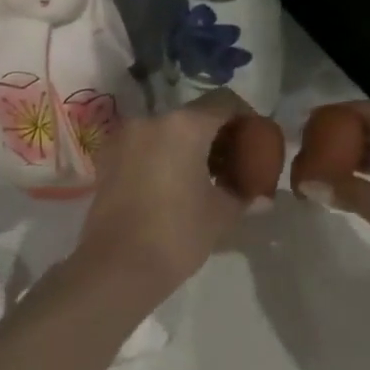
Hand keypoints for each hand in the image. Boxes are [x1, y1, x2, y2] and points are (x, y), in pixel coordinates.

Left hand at [71, 91, 253, 305]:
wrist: (116, 267)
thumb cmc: (177, 234)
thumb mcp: (221, 214)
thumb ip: (244, 194)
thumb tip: (262, 196)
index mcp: (184, 125)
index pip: (224, 102)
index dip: (246, 117)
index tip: (257, 140)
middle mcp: (151, 120)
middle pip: (193, 115)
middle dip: (217, 134)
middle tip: (234, 162)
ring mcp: (124, 138)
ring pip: (167, 130)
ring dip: (189, 145)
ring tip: (205, 177)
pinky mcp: (107, 159)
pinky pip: (144, 146)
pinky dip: (163, 156)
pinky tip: (174, 185)